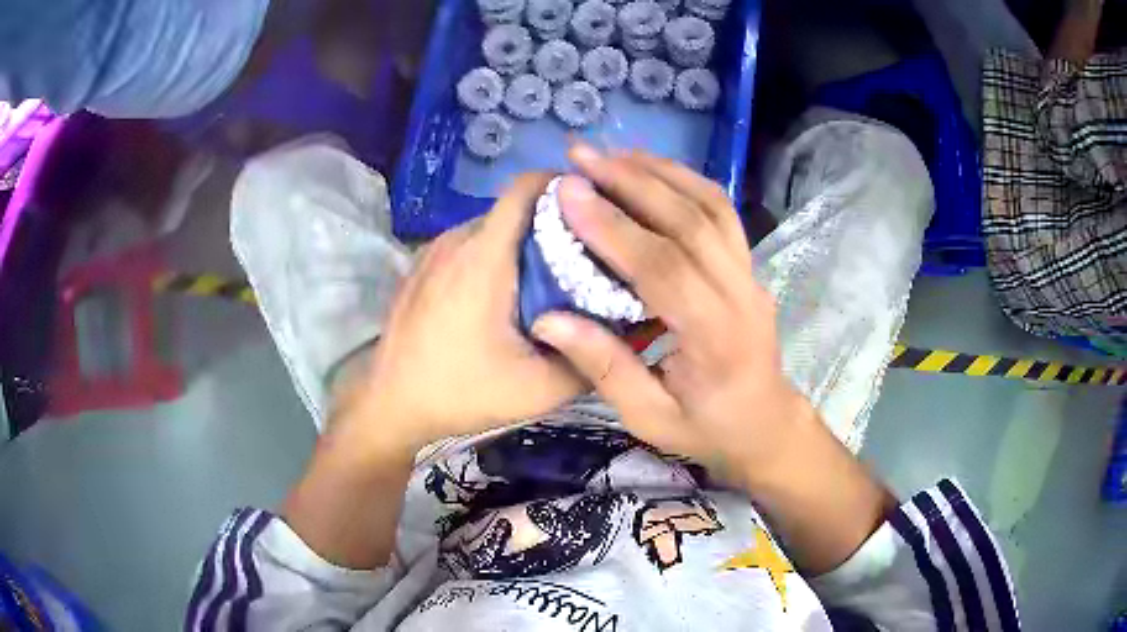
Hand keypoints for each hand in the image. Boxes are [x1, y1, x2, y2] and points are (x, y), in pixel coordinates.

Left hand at [336, 173, 584, 453]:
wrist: (390, 405)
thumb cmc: (460, 392)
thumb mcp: (538, 389)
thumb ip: (591, 358)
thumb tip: (635, 330)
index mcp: (484, 257)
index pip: (527, 186)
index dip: (565, 186)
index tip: (596, 211)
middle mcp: (456, 240)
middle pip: (515, 208)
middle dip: (554, 224)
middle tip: (585, 260)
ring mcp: (433, 250)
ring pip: (492, 227)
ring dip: (524, 244)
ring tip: (548, 282)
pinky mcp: (421, 266)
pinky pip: (469, 245)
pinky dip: (496, 256)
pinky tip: (504, 297)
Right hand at [531, 146, 815, 485]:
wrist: (765, 423)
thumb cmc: (706, 428)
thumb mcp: (648, 418)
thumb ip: (603, 367)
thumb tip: (547, 320)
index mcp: (714, 340)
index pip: (663, 268)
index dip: (614, 227)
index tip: (569, 192)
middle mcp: (739, 295)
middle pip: (689, 222)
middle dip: (632, 182)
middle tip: (581, 157)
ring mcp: (750, 274)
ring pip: (710, 206)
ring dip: (659, 172)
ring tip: (611, 155)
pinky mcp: (748, 265)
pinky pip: (721, 211)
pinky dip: (685, 181)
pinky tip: (651, 169)